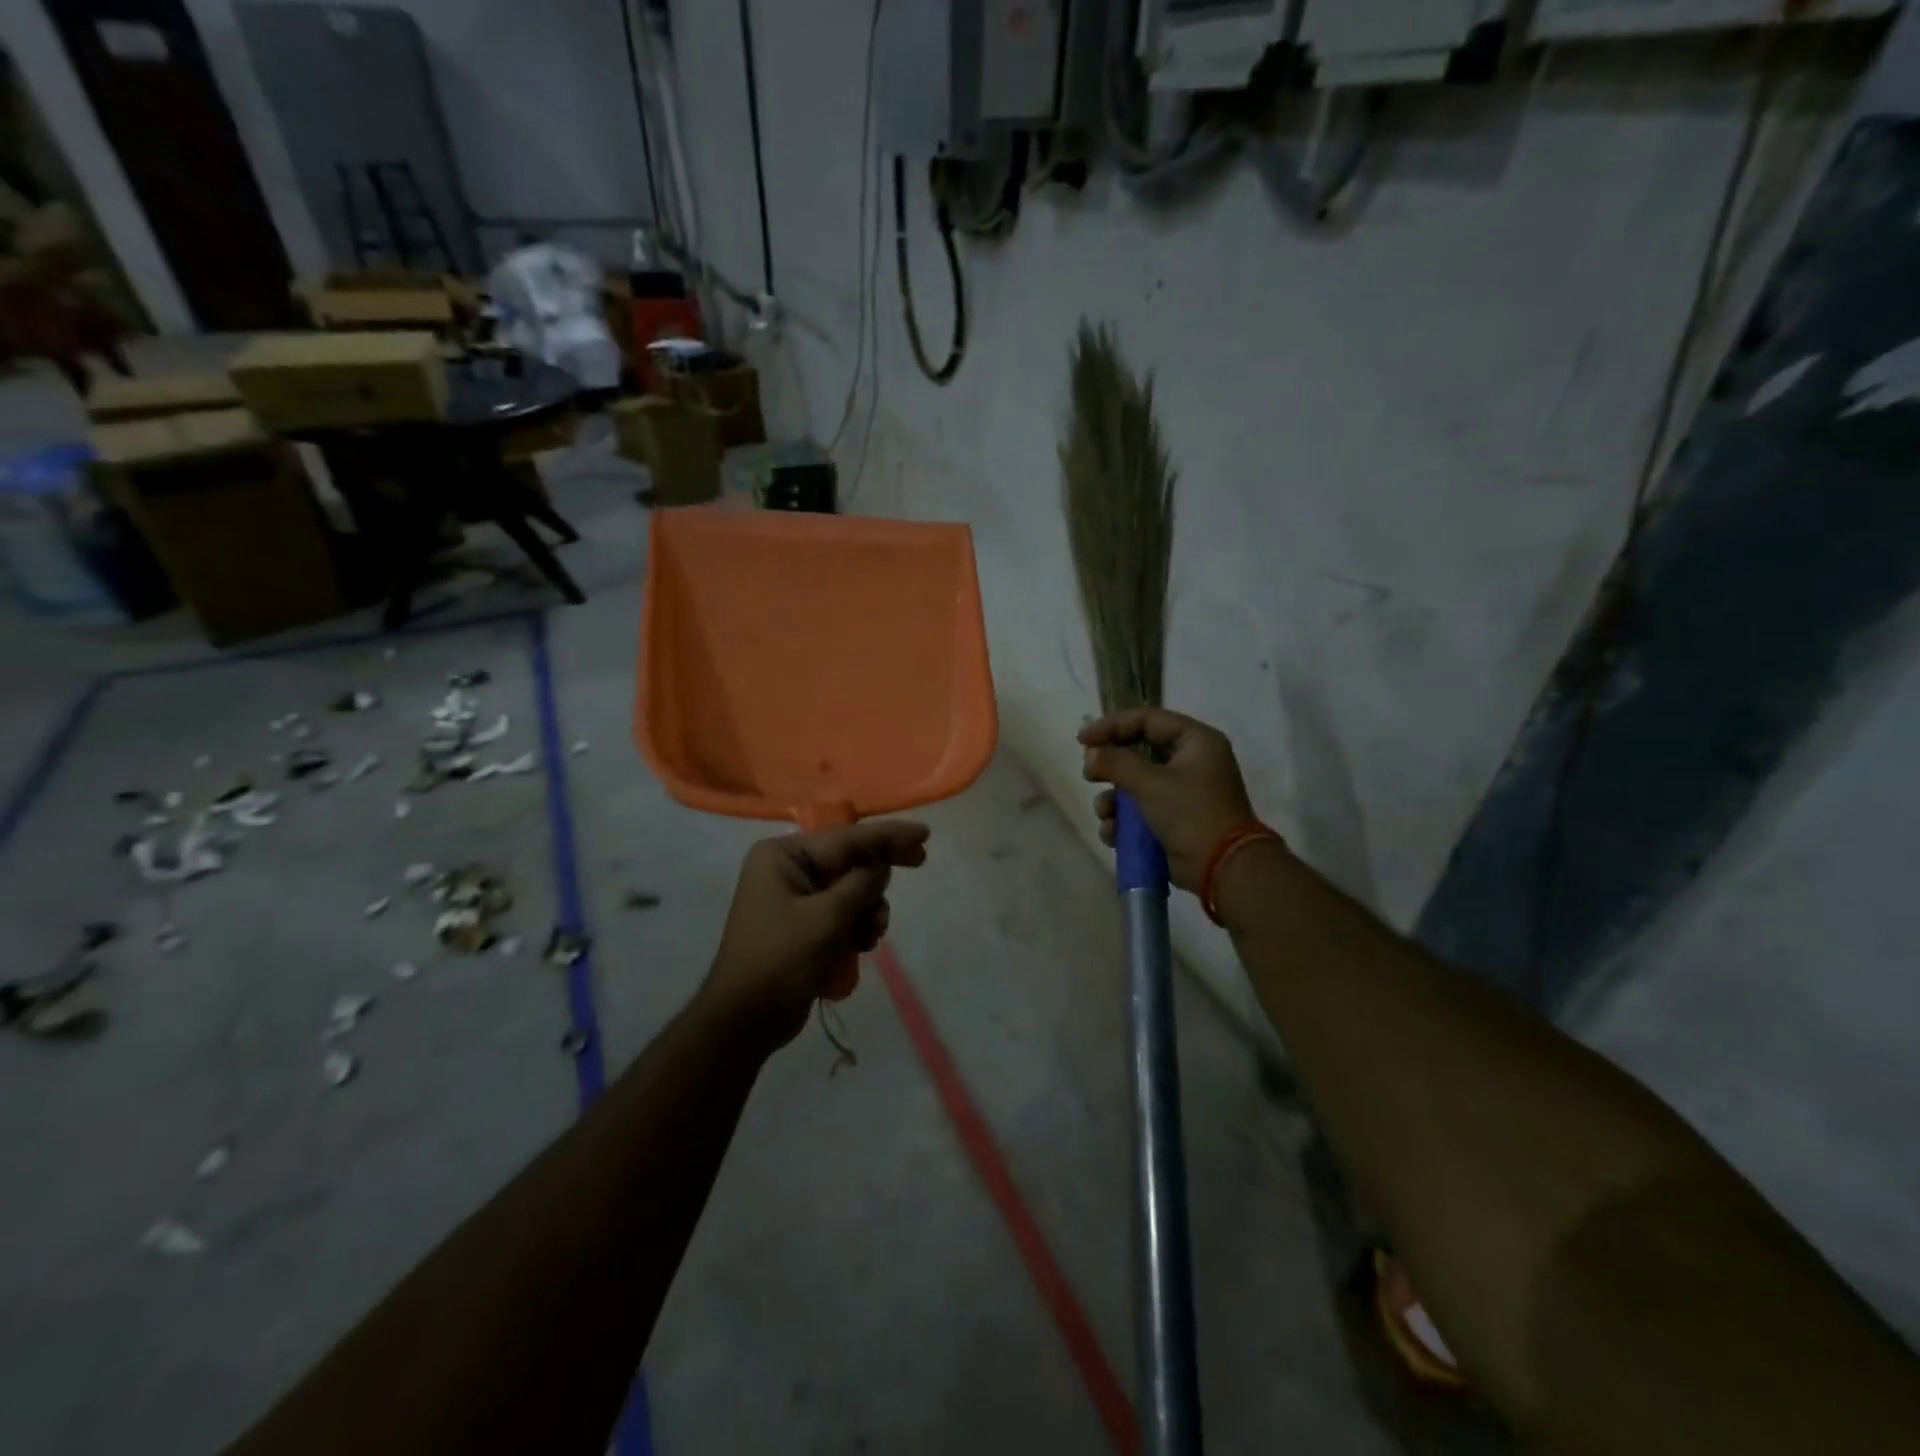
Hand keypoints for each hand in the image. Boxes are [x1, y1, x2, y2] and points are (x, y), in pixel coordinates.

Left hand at [698, 821, 929, 1049]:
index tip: (924, 834)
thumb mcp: (828, 917)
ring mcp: (794, 897)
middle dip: (878, 873)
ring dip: (868, 909)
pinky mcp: (802, 924)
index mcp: (783, 855)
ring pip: (851, 889)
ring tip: (869, 935)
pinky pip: (842, 912)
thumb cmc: (782, 960)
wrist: (745, 1021)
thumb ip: (861, 883)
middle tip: (921, 861)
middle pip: (849, 859)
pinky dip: (856, 925)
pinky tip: (860, 946)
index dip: (888, 836)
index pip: (847, 838)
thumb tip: (880, 866)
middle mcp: (787, 868)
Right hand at [1081, 709, 1259, 893]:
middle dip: (1111, 767)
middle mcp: (1191, 762)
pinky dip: (1124, 821)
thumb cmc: (1190, 813)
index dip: (1112, 725)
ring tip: (1105, 813)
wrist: (1223, 868)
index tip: (1083, 740)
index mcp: (1196, 741)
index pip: (1147, 719)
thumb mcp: (1150, 783)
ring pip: (1136, 785)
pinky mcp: (1175, 820)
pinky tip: (1113, 833)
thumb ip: (1115, 763)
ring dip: (1114, 799)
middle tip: (1089, 775)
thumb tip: (1091, 755)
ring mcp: (1184, 793)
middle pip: (1139, 752)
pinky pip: (1142, 811)